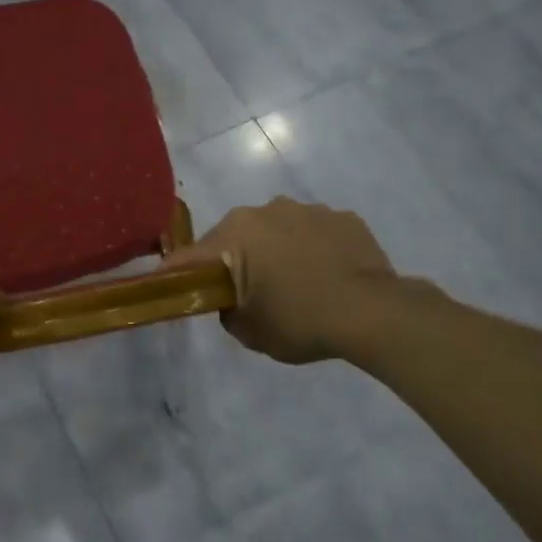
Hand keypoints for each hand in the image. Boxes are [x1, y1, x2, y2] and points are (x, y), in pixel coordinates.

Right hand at [166, 197, 399, 364]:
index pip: (192, 256)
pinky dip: (314, 250)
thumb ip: (228, 312)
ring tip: (296, 284)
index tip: (168, 284)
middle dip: (236, 260)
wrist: (373, 313)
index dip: (177, 273)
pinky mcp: (344, 217)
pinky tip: (327, 276)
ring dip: (277, 251)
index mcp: (235, 234)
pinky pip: (316, 233)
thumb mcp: (249, 331)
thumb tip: (232, 302)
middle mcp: (266, 210)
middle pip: (236, 237)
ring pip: (278, 230)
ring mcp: (309, 210)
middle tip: (248, 293)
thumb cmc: (299, 321)